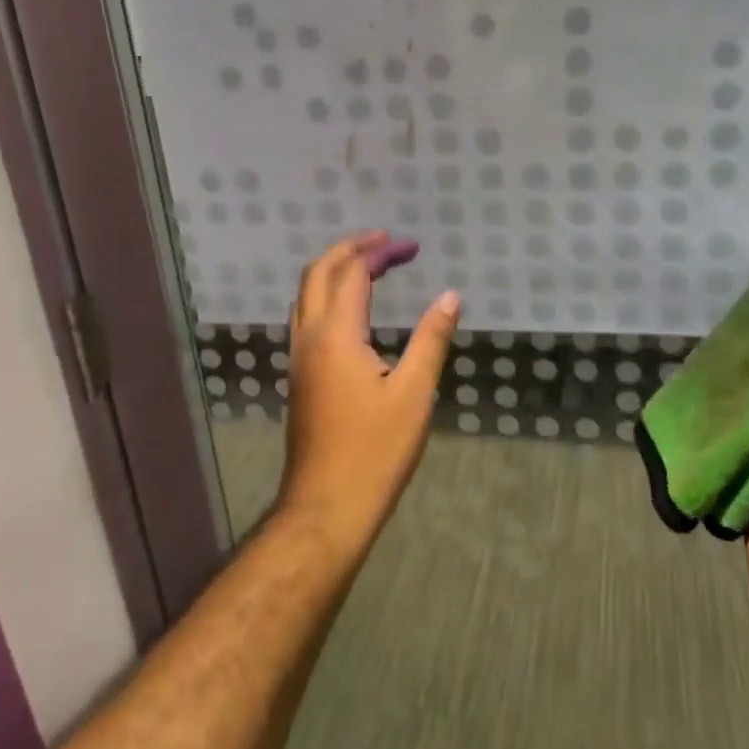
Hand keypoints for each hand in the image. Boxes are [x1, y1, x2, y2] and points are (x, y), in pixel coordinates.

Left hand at [278, 231, 460, 541]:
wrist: (326, 505)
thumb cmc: (375, 451)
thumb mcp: (415, 394)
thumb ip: (431, 339)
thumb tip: (450, 295)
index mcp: (336, 336)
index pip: (353, 273)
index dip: (380, 253)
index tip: (411, 246)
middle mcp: (309, 338)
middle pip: (318, 273)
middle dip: (350, 250)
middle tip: (386, 243)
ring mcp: (298, 358)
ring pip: (305, 294)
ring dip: (334, 270)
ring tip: (369, 266)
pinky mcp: (299, 377)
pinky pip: (306, 317)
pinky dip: (326, 296)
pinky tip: (351, 311)